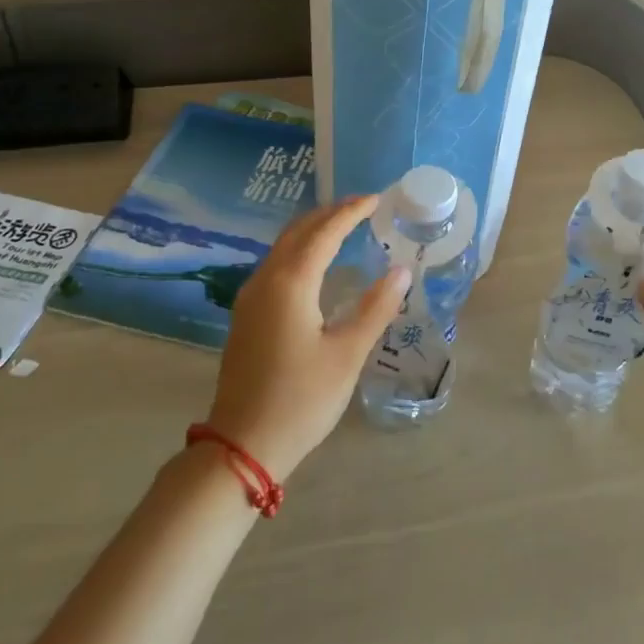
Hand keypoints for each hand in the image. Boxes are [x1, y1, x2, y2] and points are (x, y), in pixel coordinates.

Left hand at [204, 195, 407, 480]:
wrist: (242, 444)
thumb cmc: (301, 399)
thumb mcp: (347, 354)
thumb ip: (376, 308)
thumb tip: (401, 271)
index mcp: (291, 283)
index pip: (324, 233)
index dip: (351, 212)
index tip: (376, 199)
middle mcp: (266, 280)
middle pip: (298, 232)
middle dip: (329, 213)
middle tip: (361, 205)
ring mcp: (251, 297)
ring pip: (283, 247)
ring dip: (312, 230)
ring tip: (342, 225)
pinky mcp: (247, 315)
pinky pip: (275, 265)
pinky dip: (299, 250)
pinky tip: (315, 262)